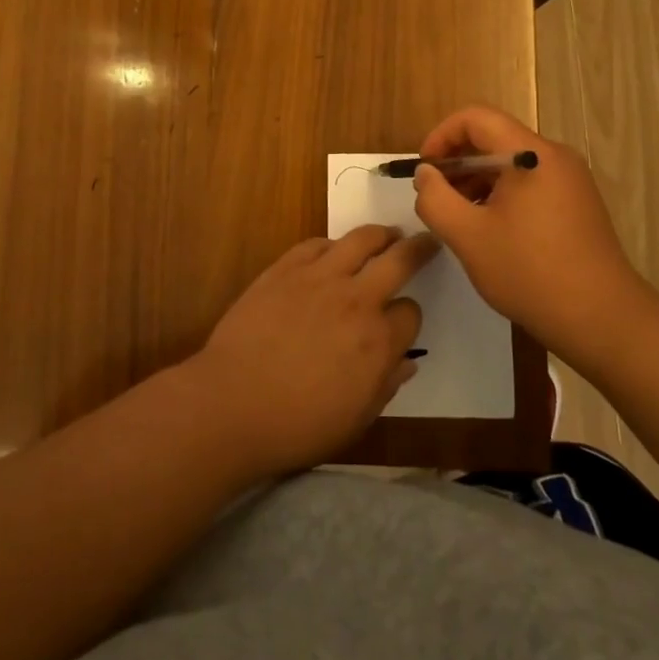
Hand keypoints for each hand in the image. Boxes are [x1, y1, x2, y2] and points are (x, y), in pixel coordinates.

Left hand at [189, 226, 431, 477]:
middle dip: (418, 249)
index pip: (411, 312)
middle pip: (399, 260)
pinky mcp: (286, 268)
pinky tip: (333, 251)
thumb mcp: (355, 420)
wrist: (232, 404)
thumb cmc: (297, 425)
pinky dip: (332, 245)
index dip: (409, 317)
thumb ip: (386, 386)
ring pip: (361, 239)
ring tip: (387, 234)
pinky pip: (317, 243)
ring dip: (380, 234)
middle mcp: (356, 300)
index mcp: (379, 341)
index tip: (401, 322)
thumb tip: (407, 363)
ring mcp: (319, 278)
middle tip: (426, 241)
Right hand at [411, 105, 653, 359]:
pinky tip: (489, 231)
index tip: (424, 170)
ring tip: (458, 219)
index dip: (441, 136)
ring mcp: (570, 180)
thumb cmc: (530, 273)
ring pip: (511, 163)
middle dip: (457, 162)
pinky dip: (501, 195)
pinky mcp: (576, 203)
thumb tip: (426, 173)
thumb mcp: (468, 237)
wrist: (603, 320)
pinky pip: (529, 183)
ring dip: (477, 181)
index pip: (476, 118)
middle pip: (494, 138)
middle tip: (436, 198)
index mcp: (531, 154)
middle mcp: (554, 157)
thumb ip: (436, 198)